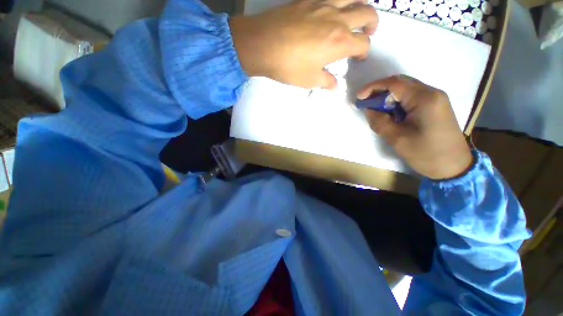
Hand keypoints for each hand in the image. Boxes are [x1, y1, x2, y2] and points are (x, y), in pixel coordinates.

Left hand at [229, 0, 377, 88]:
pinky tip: (334, 9)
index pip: (363, 44)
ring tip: (355, 15)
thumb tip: (334, 85)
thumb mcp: (309, 80)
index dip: (364, 52)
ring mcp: (324, 4)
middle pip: (367, 13)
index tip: (358, 57)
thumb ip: (326, 82)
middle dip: (372, 24)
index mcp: (340, 42)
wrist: (262, 44)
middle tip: (367, 32)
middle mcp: (337, 19)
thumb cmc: (288, 66)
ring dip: (360, 5)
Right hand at [357, 75, 472, 179]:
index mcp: (424, 99)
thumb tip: (368, 109)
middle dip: (380, 90)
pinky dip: (397, 102)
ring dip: (388, 97)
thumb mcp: (397, 139)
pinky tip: (391, 113)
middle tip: (366, 103)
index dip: (373, 87)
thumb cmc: (425, 153)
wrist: (454, 166)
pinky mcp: (435, 105)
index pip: (394, 83)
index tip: (359, 97)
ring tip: (376, 109)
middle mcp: (432, 93)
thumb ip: (379, 122)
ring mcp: (436, 98)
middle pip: (401, 83)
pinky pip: (412, 97)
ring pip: (406, 89)